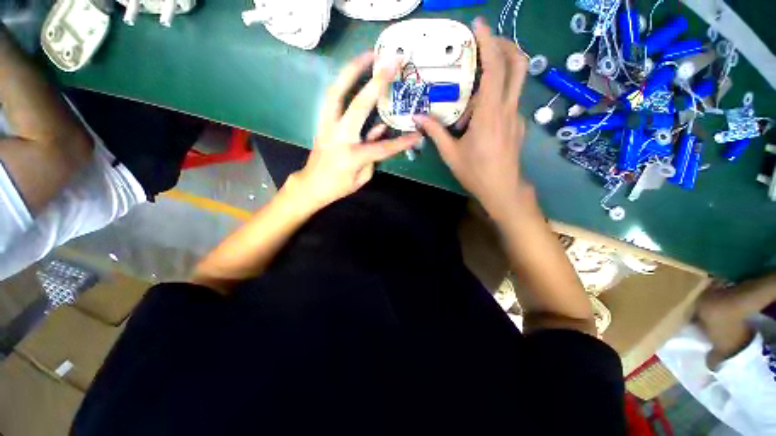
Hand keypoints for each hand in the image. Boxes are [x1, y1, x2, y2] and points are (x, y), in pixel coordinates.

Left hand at [290, 52, 420, 210]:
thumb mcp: (362, 177)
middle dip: (376, 82)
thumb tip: (381, 129)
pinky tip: (353, 73)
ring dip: (352, 70)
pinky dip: (343, 82)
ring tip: (368, 55)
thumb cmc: (339, 186)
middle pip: (358, 105)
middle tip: (390, 61)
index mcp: (352, 156)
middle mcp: (339, 136)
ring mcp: (327, 126)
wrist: (312, 184)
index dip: (401, 142)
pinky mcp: (322, 121)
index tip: (417, 135)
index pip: (383, 147)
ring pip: (337, 92)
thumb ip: (374, 154)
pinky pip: (332, 97)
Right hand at [414, 18, 529, 216]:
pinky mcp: (518, 124)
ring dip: (492, 81)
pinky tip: (477, 121)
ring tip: (467, 109)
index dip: (489, 42)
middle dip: (503, 46)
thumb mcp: (450, 154)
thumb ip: (435, 132)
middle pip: (517, 64)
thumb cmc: (475, 172)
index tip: (479, 25)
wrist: (502, 190)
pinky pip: (507, 102)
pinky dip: (493, 100)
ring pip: (512, 84)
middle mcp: (508, 109)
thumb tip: (417, 118)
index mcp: (490, 114)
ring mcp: (516, 116)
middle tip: (483, 44)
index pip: (496, 68)